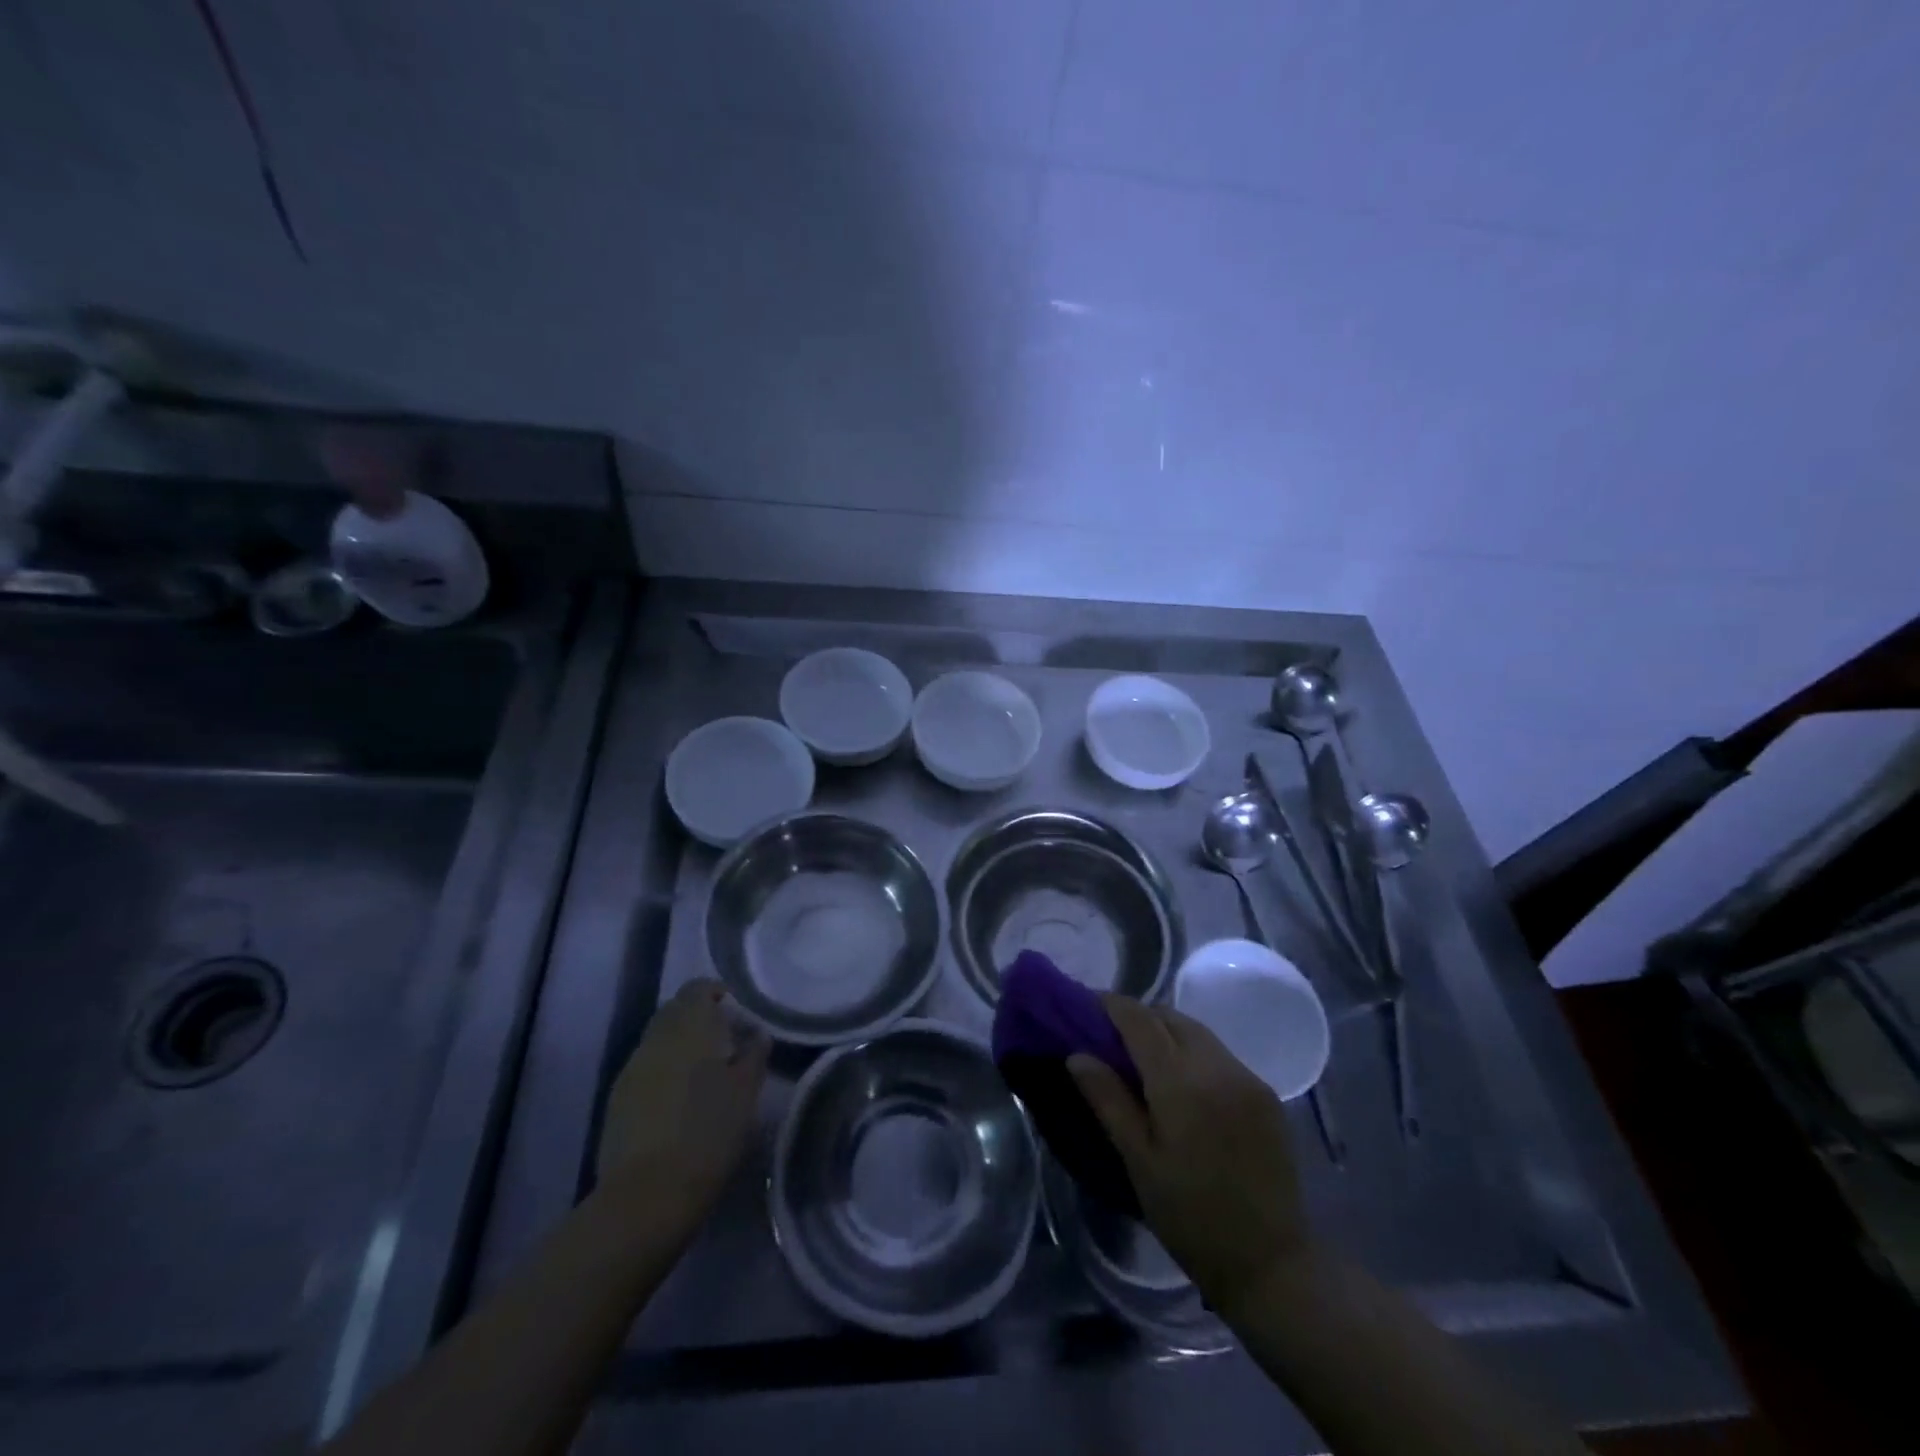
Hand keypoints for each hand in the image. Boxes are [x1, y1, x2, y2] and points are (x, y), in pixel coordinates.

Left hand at [596, 980, 769, 1225]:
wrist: (646, 1195)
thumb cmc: (708, 1133)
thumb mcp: (747, 1092)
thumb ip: (754, 1054)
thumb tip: (757, 1034)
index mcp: (689, 1026)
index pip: (698, 988)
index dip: (717, 993)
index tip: (737, 1012)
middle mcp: (656, 1037)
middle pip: (675, 1011)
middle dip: (699, 1019)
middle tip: (726, 1043)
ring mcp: (632, 1068)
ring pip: (659, 1041)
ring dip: (681, 1047)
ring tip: (705, 1075)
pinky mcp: (617, 1100)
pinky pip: (645, 1069)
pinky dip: (664, 1072)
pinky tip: (680, 1101)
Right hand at [1069, 996, 1311, 1312]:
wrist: (1272, 1264)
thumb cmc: (1191, 1217)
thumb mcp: (1139, 1161)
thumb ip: (1108, 1100)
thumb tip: (1077, 1054)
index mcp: (1181, 1082)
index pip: (1140, 1020)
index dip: (1112, 1005)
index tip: (1088, 1004)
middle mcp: (1217, 1066)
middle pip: (1171, 1017)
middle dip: (1139, 1016)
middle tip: (1111, 1035)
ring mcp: (1247, 1077)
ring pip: (1197, 1031)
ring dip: (1167, 1031)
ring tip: (1143, 1056)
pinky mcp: (1266, 1093)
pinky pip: (1220, 1054)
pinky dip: (1194, 1052)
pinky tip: (1182, 1081)